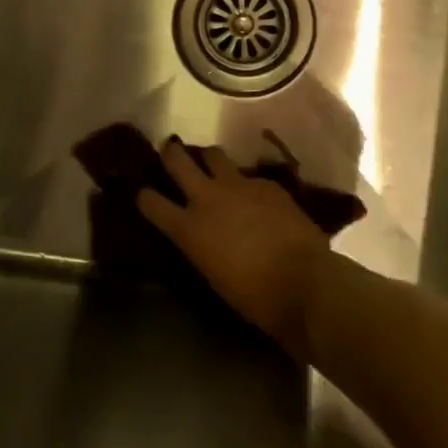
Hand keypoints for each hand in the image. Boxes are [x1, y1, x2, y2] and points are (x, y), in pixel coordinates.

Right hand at [136, 139, 333, 357]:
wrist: (303, 281)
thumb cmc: (254, 296)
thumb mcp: (213, 274)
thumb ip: (201, 246)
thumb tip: (204, 237)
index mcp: (189, 229)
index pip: (151, 203)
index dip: (145, 196)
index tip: (143, 193)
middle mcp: (208, 198)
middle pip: (177, 160)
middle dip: (170, 153)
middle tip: (169, 151)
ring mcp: (239, 185)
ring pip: (213, 154)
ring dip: (209, 159)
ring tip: (212, 166)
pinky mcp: (267, 184)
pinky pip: (249, 176)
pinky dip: (246, 184)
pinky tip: (255, 196)